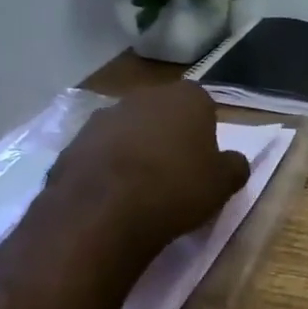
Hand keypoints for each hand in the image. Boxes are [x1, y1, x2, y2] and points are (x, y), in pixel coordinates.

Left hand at [45, 83, 251, 257]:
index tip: (204, 162)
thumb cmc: (176, 190)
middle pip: (163, 115)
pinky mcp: (73, 143)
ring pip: (129, 132)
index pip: (203, 106)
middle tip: (175, 175)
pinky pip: (100, 154)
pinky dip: (107, 169)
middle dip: (168, 138)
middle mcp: (143, 96)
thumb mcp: (223, 184)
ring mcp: (103, 117)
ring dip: (136, 152)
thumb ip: (234, 166)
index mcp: (186, 98)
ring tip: (141, 190)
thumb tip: (233, 161)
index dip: (204, 133)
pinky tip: (113, 198)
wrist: (103, 212)